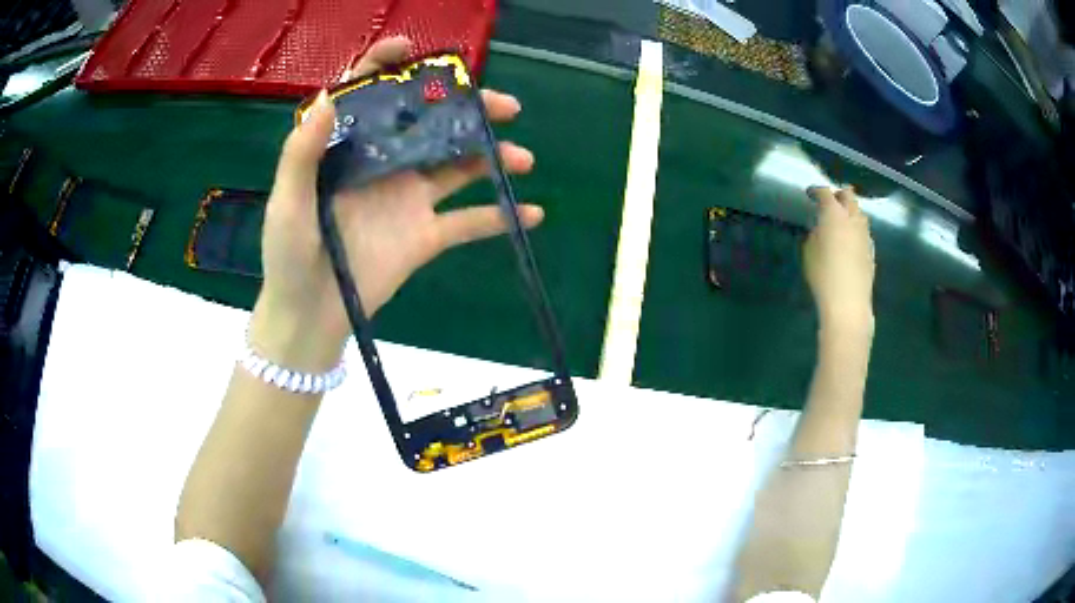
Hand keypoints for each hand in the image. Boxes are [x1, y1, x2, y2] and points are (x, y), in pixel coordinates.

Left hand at [250, 38, 541, 370]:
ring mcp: (409, 199)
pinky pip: (469, 223)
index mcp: (350, 148)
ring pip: (459, 166)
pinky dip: (501, 217)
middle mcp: (385, 163)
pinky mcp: (425, 236)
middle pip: (431, 123)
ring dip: (493, 156)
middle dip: (469, 109)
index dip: (388, 66)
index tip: (410, 50)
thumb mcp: (287, 203)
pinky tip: (532, 213)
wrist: (309, 315)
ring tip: (522, 157)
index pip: (370, 96)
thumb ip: (301, 154)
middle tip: (505, 106)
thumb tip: (329, 96)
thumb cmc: (288, 256)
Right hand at [803, 187, 875, 334]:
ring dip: (850, 212)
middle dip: (839, 195)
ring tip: (841, 220)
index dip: (816, 191)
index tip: (810, 194)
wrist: (848, 303)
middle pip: (849, 197)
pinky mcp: (871, 251)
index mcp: (834, 215)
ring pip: (859, 213)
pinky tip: (851, 240)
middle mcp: (853, 219)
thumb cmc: (823, 276)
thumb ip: (815, 234)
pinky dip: (856, 229)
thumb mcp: (809, 252)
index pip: (825, 193)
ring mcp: (865, 235)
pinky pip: (864, 232)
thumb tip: (821, 228)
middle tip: (830, 201)